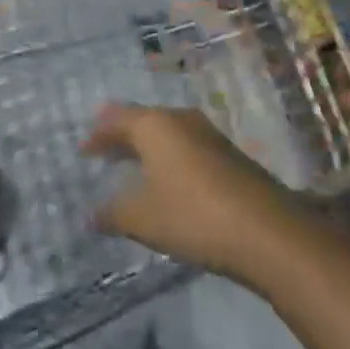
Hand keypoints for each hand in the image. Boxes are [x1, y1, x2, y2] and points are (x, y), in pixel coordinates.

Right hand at [83, 104, 311, 286]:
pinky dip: (170, 159)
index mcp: (156, 125)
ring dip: (148, 148)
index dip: (98, 134)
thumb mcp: (143, 218)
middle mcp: (181, 119)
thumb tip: (90, 214)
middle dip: (122, 137)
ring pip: (168, 133)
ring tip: (133, 167)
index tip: (83, 149)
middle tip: (103, 153)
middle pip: (144, 121)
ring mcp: (209, 135)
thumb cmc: (193, 215)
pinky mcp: (229, 155)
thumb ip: (113, 213)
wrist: (266, 230)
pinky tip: (169, 181)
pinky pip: (187, 147)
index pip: (117, 118)